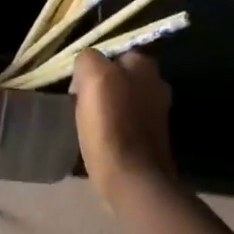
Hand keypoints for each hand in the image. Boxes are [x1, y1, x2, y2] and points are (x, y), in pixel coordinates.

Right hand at [72, 50, 176, 204]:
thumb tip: (86, 67)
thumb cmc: (111, 126)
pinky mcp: (150, 139)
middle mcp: (157, 85)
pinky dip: (111, 128)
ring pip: (120, 101)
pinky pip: (124, 123)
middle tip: (78, 103)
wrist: (132, 179)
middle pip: (118, 78)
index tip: (77, 86)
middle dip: (100, 87)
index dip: (92, 67)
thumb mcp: (94, 77)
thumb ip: (89, 59)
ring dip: (105, 109)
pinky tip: (98, 139)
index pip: (113, 54)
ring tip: (84, 123)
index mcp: (145, 67)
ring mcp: (156, 114)